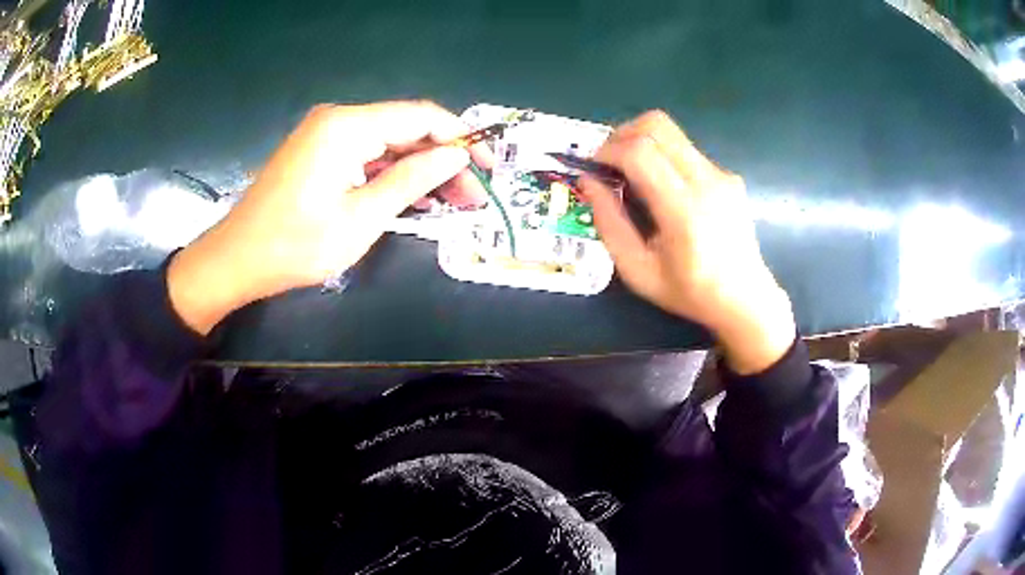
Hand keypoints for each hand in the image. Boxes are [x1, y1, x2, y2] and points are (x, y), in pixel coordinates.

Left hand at [168, 101, 490, 334]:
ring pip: (388, 143)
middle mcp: (338, 118)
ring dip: (419, 169)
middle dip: (442, 160)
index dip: (460, 138)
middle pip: (406, 128)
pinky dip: (391, 174)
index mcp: (348, 126)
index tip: (487, 168)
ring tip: (451, 202)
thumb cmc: (296, 245)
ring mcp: (325, 134)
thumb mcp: (362, 218)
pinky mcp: (319, 152)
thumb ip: (412, 180)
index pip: (421, 116)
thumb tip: (456, 157)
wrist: (237, 260)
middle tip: (471, 197)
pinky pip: (366, 154)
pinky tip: (413, 196)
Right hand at [580, 111, 795, 374]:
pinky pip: (687, 150)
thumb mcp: (638, 271)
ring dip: (643, 141)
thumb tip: (587, 182)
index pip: (640, 152)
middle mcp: (706, 182)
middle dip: (623, 134)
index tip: (594, 166)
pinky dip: (664, 156)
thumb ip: (609, 224)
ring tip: (631, 171)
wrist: (745, 299)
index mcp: (683, 211)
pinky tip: (663, 187)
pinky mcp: (729, 175)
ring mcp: (722, 175)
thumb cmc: (689, 292)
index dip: (608, 150)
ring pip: (672, 132)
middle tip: (609, 160)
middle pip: (657, 125)